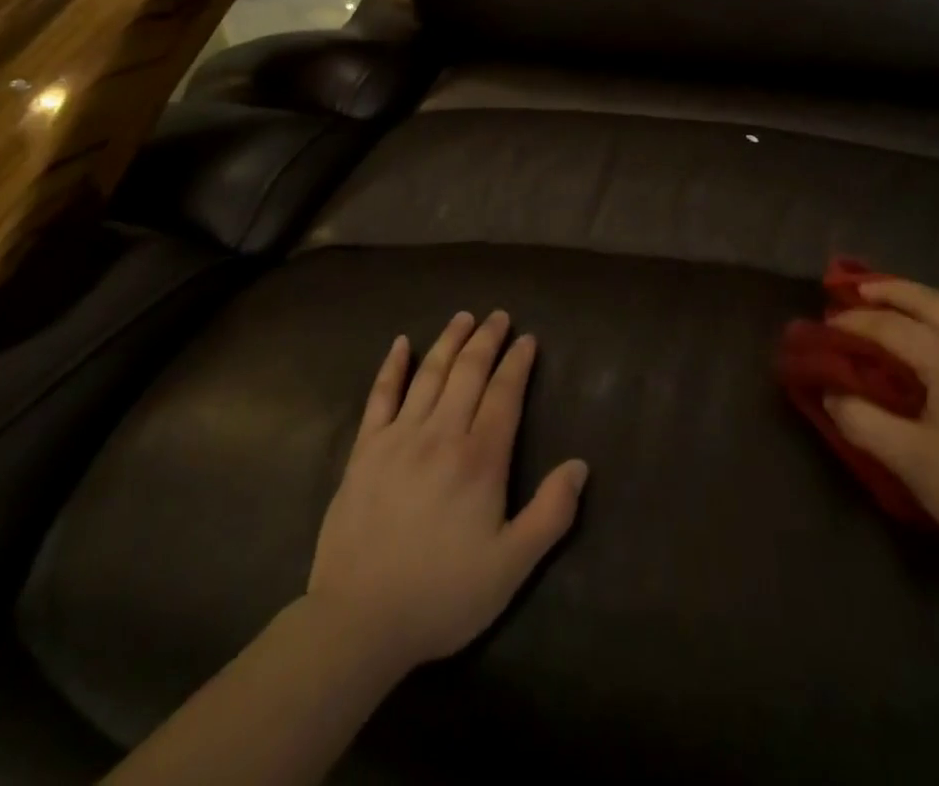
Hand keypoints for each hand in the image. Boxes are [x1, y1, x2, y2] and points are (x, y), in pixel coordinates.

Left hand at [307, 312, 587, 675]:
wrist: (358, 621)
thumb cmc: (442, 595)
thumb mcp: (511, 567)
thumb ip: (550, 514)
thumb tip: (580, 465)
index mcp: (480, 459)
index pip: (504, 394)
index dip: (517, 363)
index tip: (527, 339)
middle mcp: (441, 434)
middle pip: (468, 372)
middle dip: (486, 340)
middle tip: (499, 316)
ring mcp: (399, 437)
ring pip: (429, 374)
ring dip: (449, 341)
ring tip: (463, 317)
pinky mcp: (365, 450)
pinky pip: (380, 396)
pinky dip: (392, 366)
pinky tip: (401, 344)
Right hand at [824, 279, 938, 577]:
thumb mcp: (910, 463)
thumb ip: (863, 423)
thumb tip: (831, 394)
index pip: (894, 326)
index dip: (857, 322)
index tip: (828, 324)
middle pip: (934, 302)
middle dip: (894, 289)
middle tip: (861, 288)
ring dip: (930, 309)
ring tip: (906, 317)